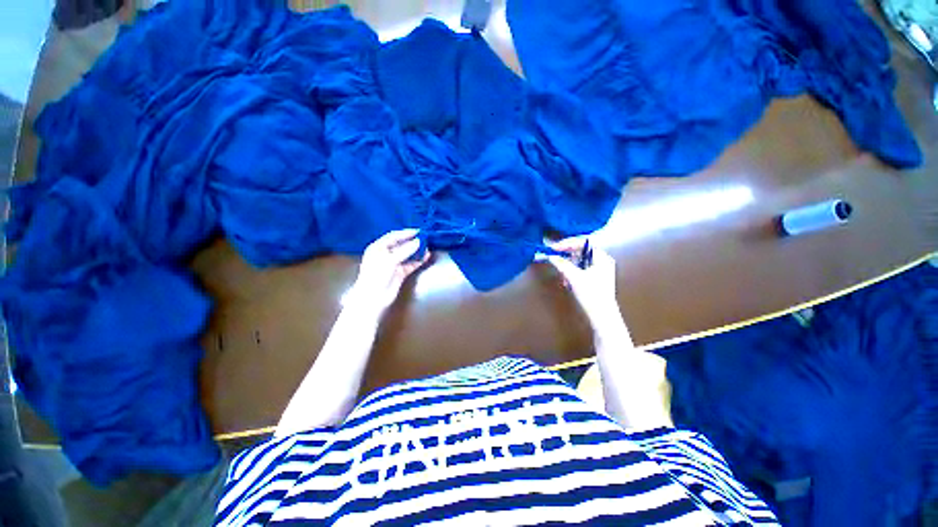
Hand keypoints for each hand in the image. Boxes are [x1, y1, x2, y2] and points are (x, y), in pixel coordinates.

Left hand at [346, 229, 430, 314]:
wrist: (373, 298)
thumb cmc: (376, 275)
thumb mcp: (390, 260)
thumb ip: (405, 250)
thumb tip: (418, 241)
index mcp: (378, 247)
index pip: (393, 236)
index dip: (406, 233)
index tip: (419, 231)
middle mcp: (385, 254)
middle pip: (401, 244)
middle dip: (413, 241)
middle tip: (425, 237)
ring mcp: (393, 264)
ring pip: (407, 254)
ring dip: (417, 251)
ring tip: (428, 246)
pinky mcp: (400, 273)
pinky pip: (411, 264)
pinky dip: (418, 260)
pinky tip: (426, 257)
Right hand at [547, 238, 621, 329]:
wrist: (602, 316)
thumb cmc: (592, 295)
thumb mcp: (574, 277)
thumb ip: (562, 264)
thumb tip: (550, 256)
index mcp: (602, 257)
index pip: (584, 241)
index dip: (568, 242)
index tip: (555, 247)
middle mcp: (603, 261)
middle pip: (582, 250)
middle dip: (567, 253)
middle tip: (555, 256)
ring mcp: (600, 270)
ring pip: (580, 260)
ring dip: (568, 263)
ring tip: (561, 271)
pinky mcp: (595, 278)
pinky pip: (581, 268)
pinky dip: (572, 271)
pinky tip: (566, 280)